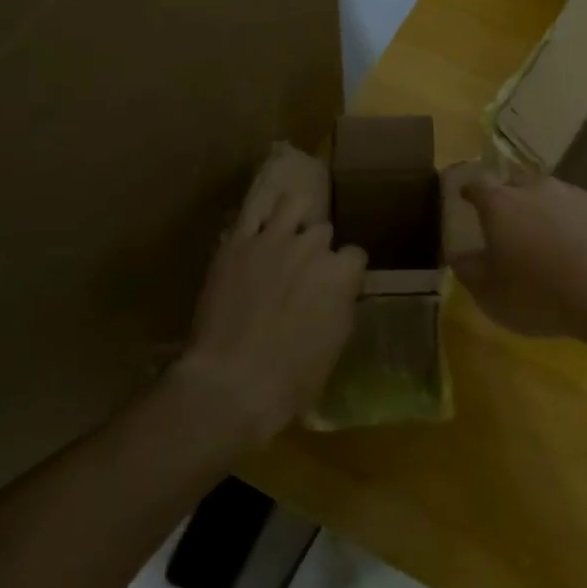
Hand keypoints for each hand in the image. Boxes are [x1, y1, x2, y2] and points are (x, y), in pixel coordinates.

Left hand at [175, 144, 365, 444]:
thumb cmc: (291, 378)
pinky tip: (257, 227)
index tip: (337, 286)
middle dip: (317, 249)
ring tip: (286, 233)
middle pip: (323, 231)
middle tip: (303, 272)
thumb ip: (342, 304)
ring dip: (294, 217)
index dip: (346, 272)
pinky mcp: (237, 243)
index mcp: (340, 274)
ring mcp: (272, 240)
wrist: (231, 383)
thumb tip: (339, 292)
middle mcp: (311, 248)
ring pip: (293, 204)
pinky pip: (252, 212)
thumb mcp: (336, 344)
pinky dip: (258, 218)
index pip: (355, 255)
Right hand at [449, 167, 586, 338]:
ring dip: (546, 211)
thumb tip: (459, 256)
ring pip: (552, 196)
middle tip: (508, 219)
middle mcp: (535, 189)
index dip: (470, 191)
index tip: (466, 195)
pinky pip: (582, 211)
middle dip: (509, 197)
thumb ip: (470, 271)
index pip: (478, 186)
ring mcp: (574, 195)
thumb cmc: (538, 292)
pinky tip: (583, 248)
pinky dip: (577, 224)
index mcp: (500, 204)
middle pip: (516, 184)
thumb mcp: (490, 293)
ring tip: (548, 238)